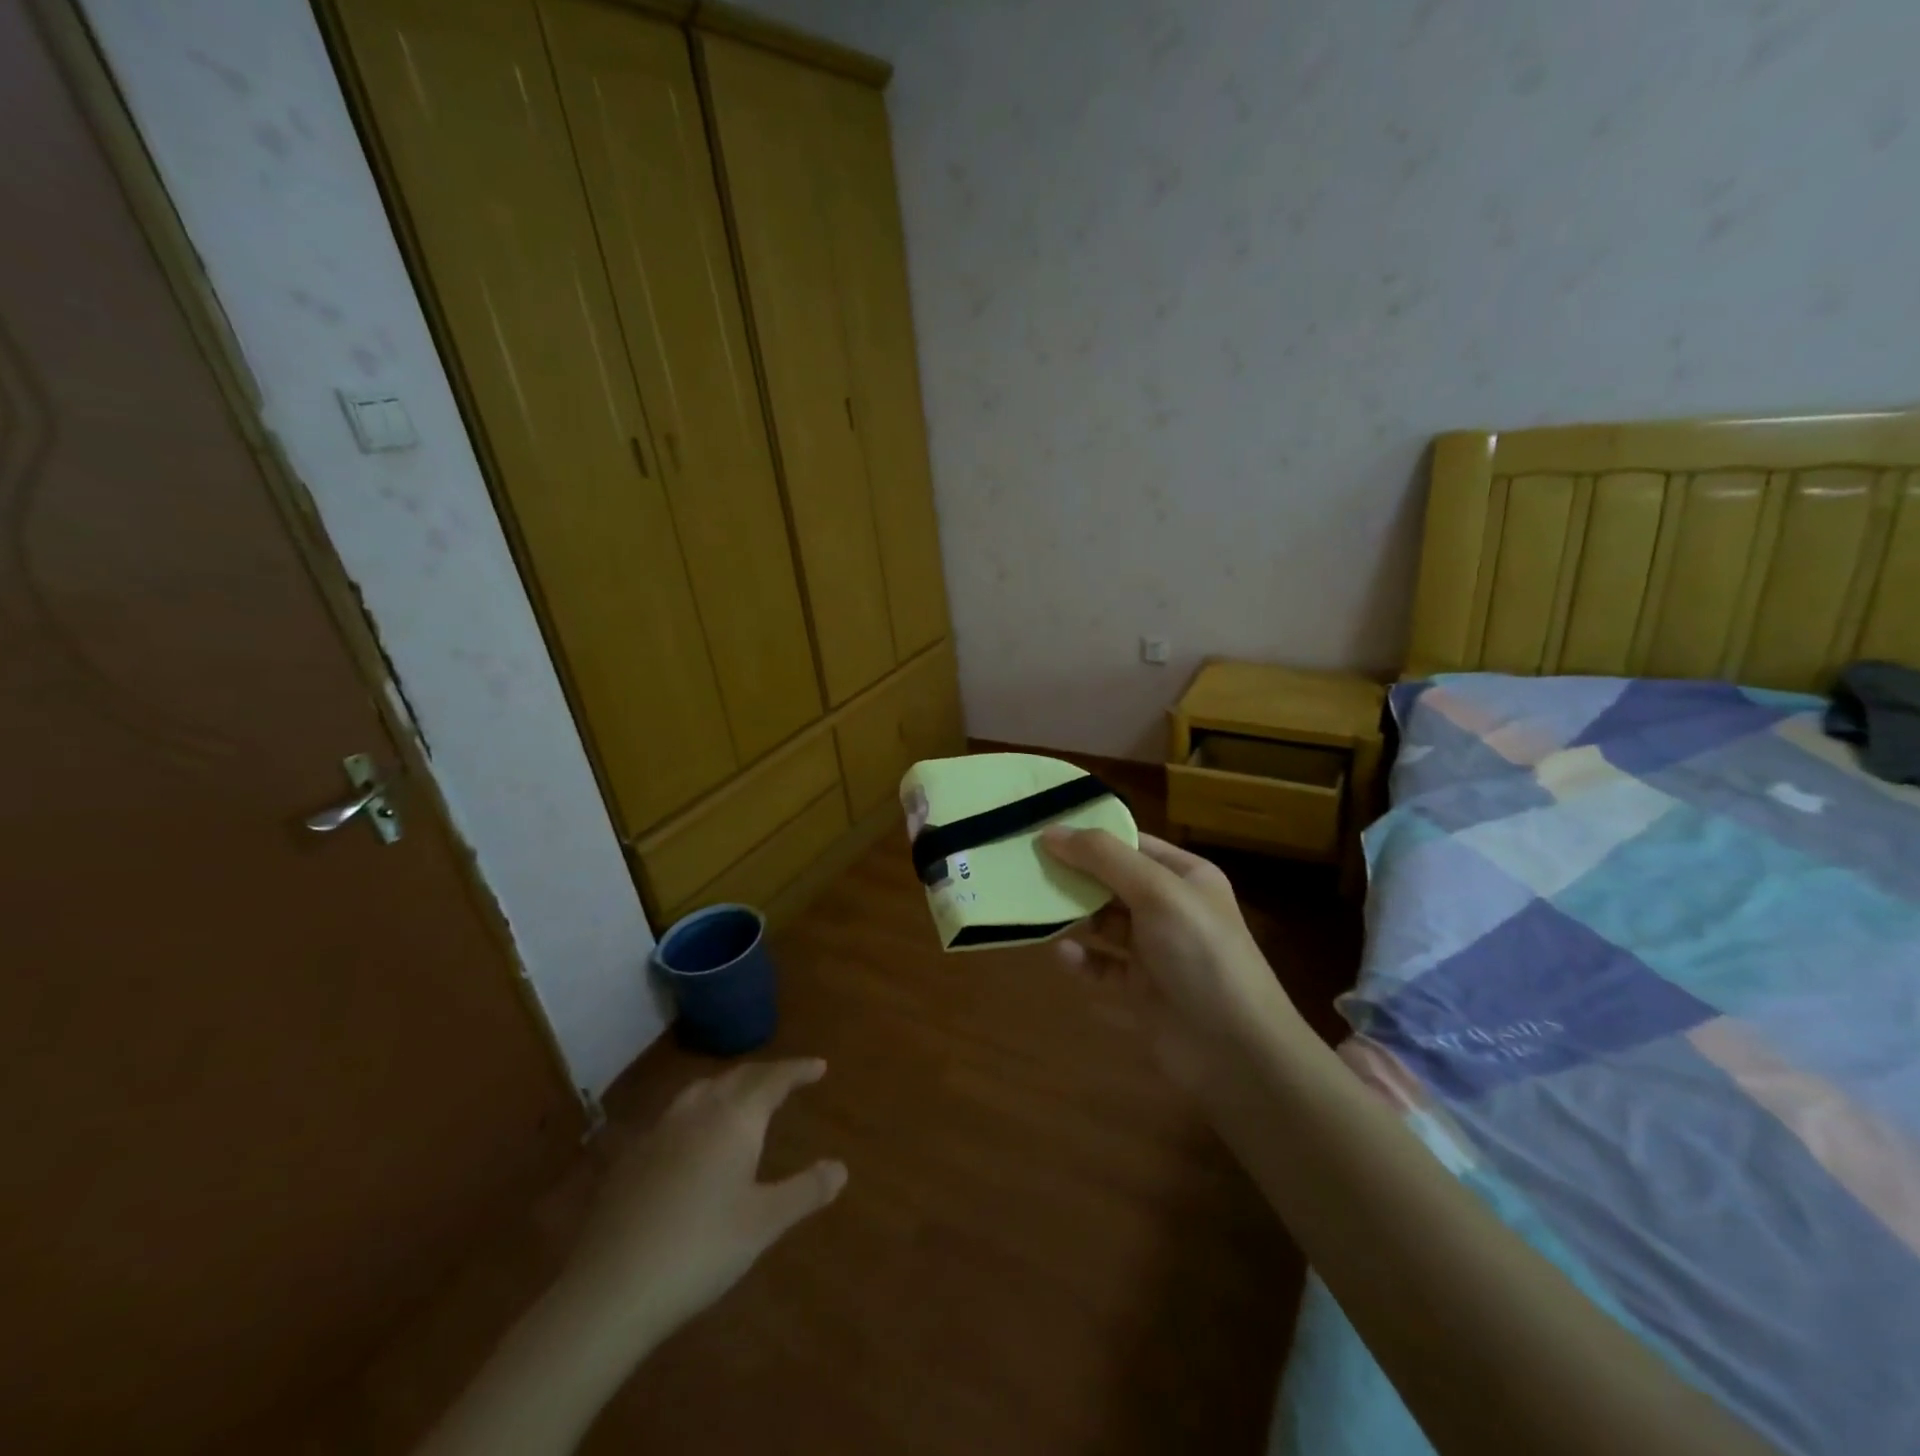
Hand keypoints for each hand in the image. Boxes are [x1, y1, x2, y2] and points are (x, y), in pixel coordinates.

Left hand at [561, 1058, 846, 1347]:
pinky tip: (694, 1136)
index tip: (819, 1066)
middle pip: (738, 1077)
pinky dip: (700, 1109)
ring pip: (703, 1090)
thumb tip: (840, 1167)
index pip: (773, 1079)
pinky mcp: (632, 1155)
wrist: (610, 1288)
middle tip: (787, 1078)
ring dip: (730, 1085)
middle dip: (766, 1073)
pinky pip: (676, 1114)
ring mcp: (661, 1130)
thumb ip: (805, 1191)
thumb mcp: (764, 1223)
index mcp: (735, 1119)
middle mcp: (699, 1111)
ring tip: (743, 1095)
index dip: (798, 1070)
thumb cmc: (700, 1249)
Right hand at [1039, 829, 1303, 1085]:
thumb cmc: (1200, 954)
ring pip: (1104, 924)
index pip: (1131, 844)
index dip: (1090, 836)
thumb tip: (1050, 831)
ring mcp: (1156, 951)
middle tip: (1028, 870)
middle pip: (1112, 882)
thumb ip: (1103, 858)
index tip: (1043, 832)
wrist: (1236, 1052)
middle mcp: (1170, 909)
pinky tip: (1062, 955)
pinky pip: (1102, 967)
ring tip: (1037, 910)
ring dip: (1074, 917)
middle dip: (1075, 876)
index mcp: (1185, 876)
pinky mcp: (1141, 991)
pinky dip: (1081, 960)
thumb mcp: (1156, 892)